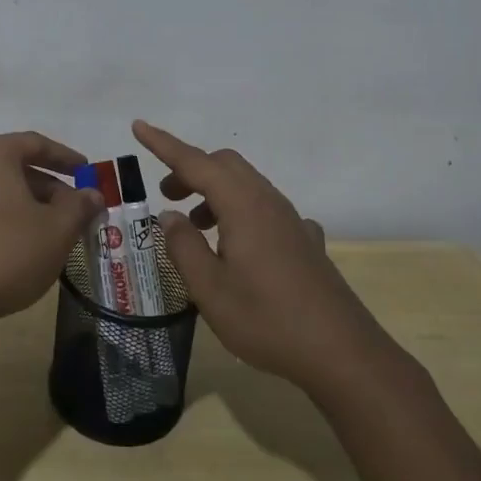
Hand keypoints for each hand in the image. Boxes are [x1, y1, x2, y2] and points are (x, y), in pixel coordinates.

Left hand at [0, 132, 103, 331]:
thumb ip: (79, 206)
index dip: (66, 158)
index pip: (35, 144)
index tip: (87, 172)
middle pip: (13, 167)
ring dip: (22, 205)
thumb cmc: (7, 254)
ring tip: (47, 231)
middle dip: (46, 187)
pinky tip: (12, 247)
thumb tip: (92, 194)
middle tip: (72, 209)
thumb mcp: (57, 230)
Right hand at [133, 120, 391, 392]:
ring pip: (246, 185)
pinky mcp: (305, 241)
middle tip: (166, 196)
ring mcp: (291, 220)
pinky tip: (239, 248)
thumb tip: (169, 217)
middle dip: (190, 171)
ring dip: (214, 193)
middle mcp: (268, 202)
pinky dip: (240, 213)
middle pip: (224, 165)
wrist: (342, 353)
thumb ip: (184, 246)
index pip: (195, 162)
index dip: (163, 144)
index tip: (138, 126)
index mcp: (242, 205)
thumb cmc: (267, 320)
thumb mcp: (210, 289)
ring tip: (195, 227)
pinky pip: (265, 209)